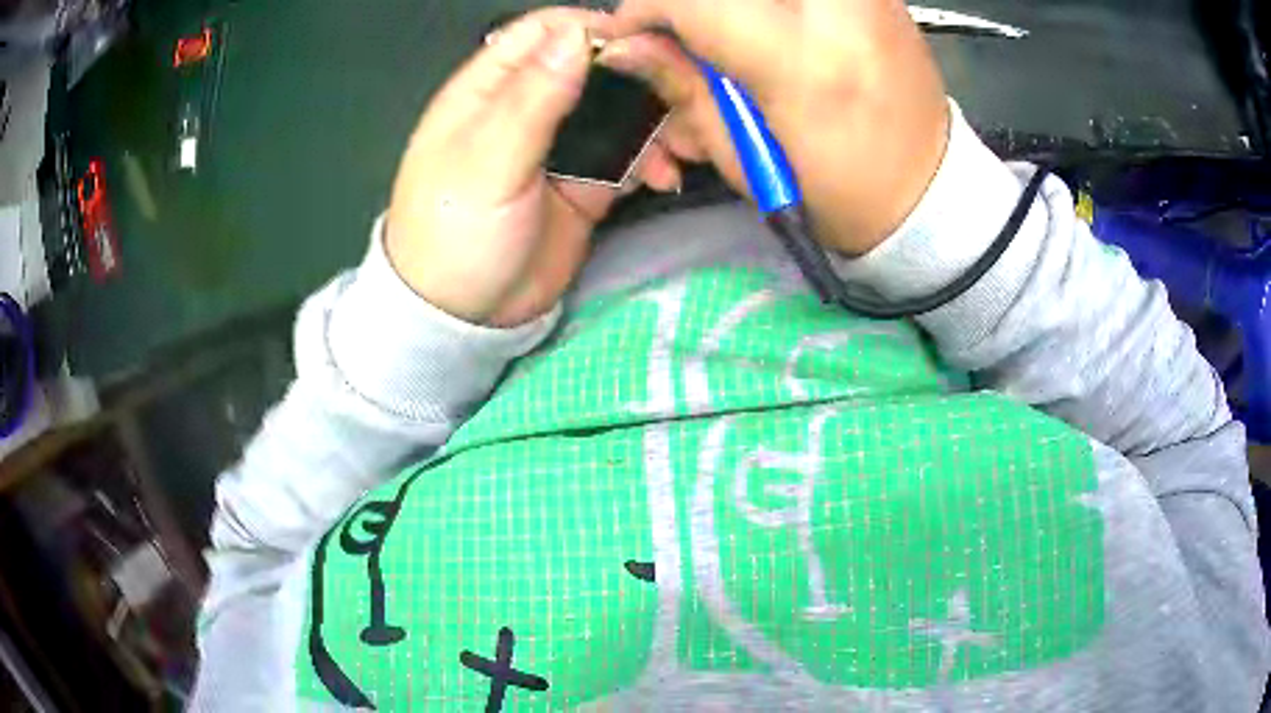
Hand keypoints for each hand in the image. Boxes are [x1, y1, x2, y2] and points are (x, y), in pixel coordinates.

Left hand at [385, 8, 682, 327]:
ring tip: (676, 147)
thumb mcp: (486, 162)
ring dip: (651, 121)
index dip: (589, 30)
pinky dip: (649, 161)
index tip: (638, 47)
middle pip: (590, 65)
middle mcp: (527, 107)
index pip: (543, 32)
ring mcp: (559, 146)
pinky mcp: (585, 183)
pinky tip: (663, 177)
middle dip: (634, 74)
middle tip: (674, 96)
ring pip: (616, 108)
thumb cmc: (454, 233)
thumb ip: (532, 98)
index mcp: (489, 88)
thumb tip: (576, 35)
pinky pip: (626, 156)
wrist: (462, 318)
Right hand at [610, 0, 949, 255]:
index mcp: (800, 61)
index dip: (646, 12)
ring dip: (730, 10)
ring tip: (731, 47)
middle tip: (685, 39)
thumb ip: (681, 88)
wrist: (930, 192)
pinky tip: (770, 32)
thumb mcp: (745, 157)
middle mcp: (836, 9)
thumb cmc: (837, 192)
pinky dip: (769, 10)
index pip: (693, 1)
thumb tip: (625, 46)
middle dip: (690, 6)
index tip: (632, 37)